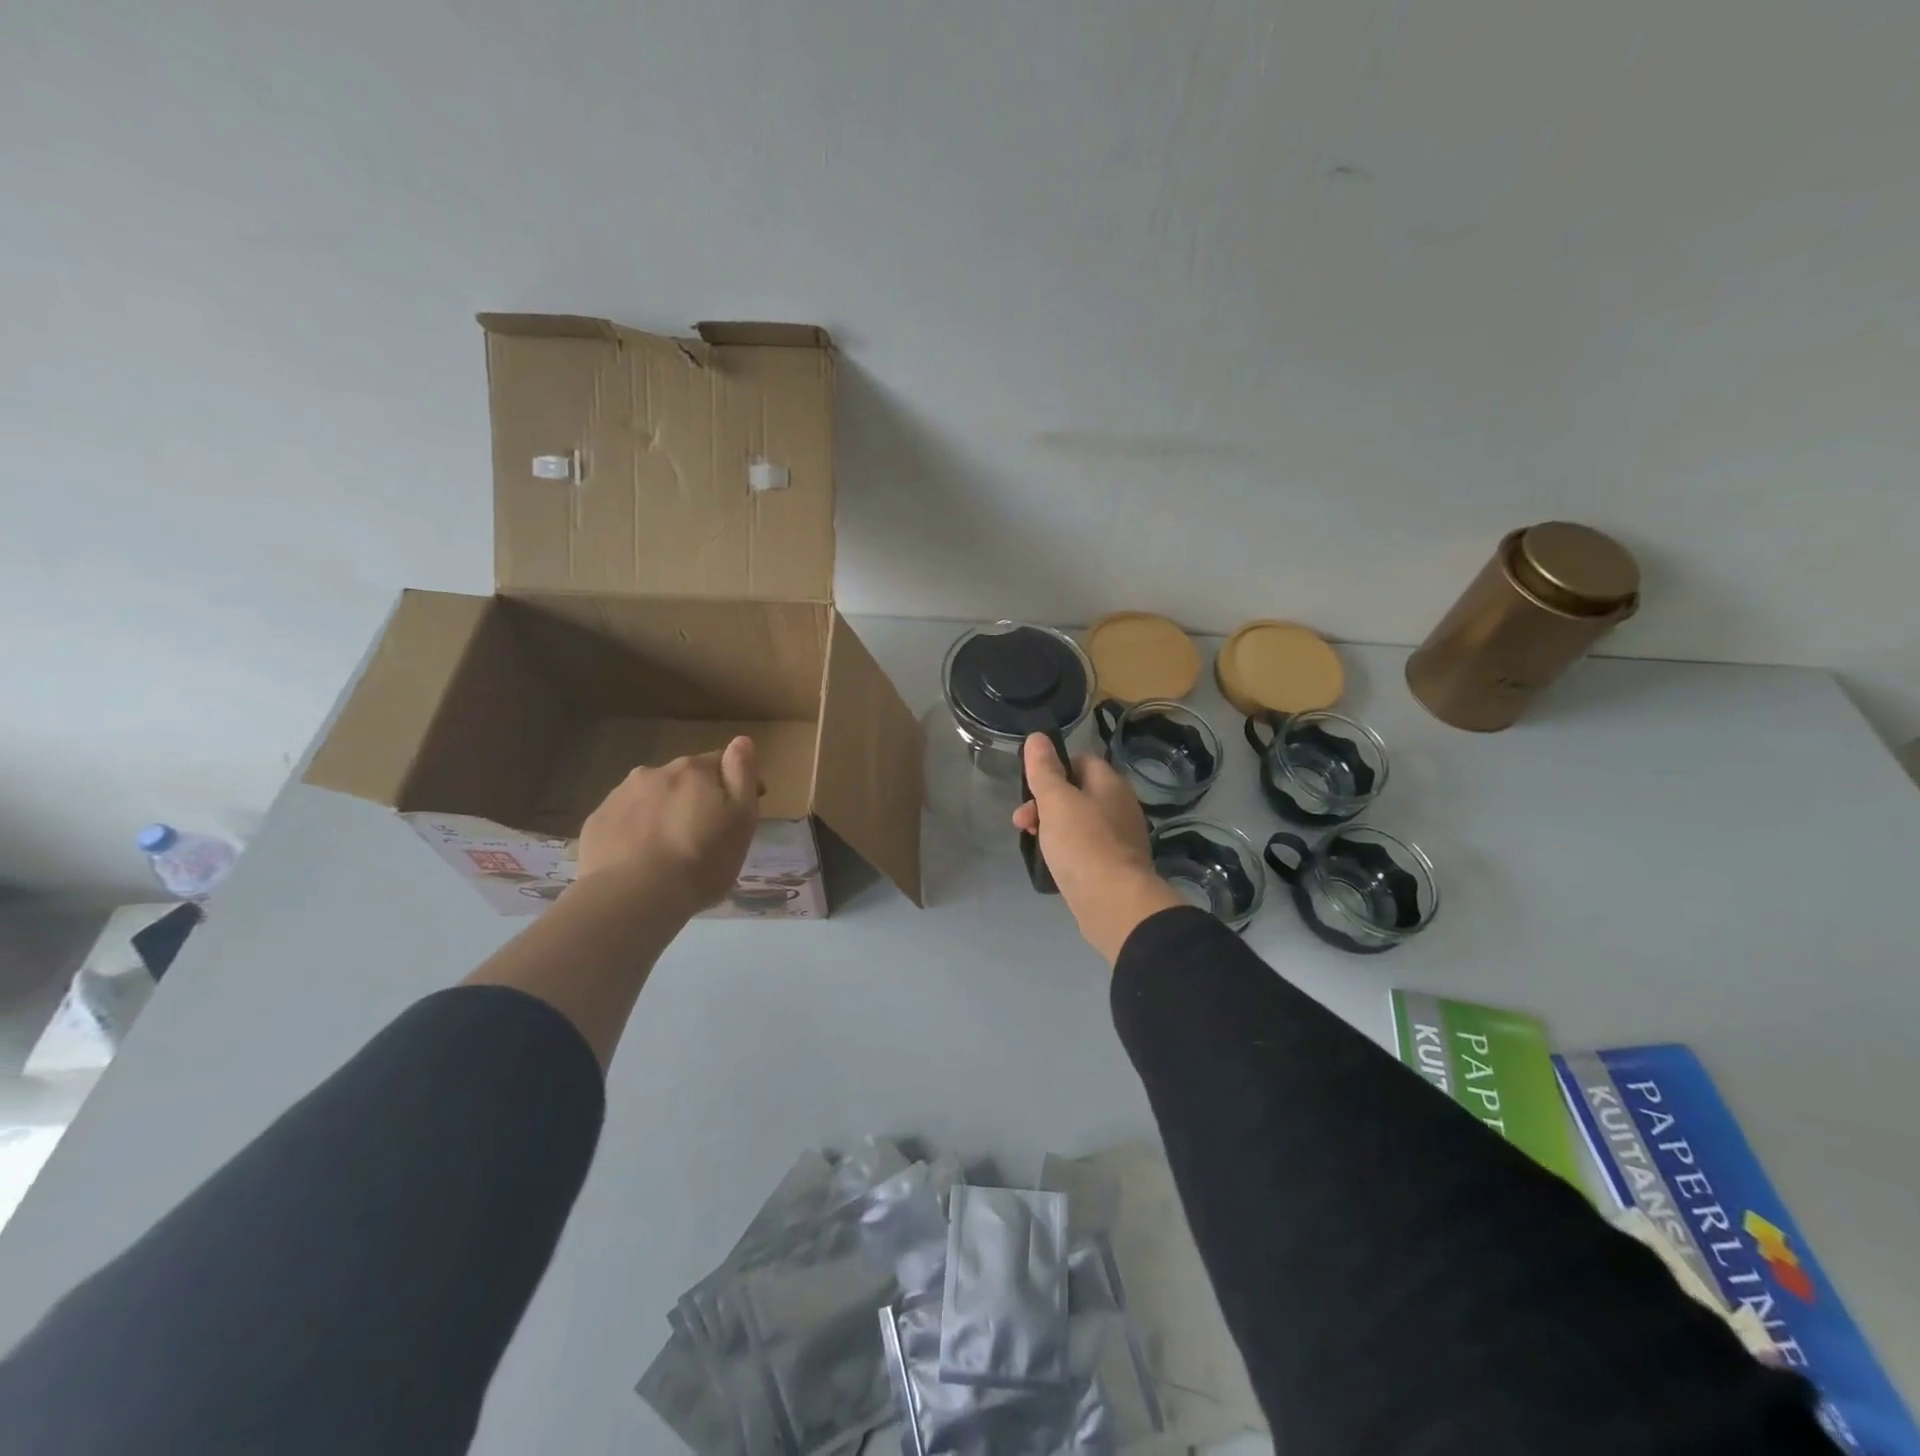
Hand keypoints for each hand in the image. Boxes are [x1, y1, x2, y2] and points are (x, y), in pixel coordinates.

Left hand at [575, 737, 760, 910]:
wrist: (633, 897)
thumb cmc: (702, 859)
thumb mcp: (742, 818)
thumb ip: (742, 775)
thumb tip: (741, 741)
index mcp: (694, 770)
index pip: (722, 762)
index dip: (736, 783)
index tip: (742, 812)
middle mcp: (655, 772)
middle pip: (684, 779)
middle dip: (695, 798)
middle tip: (704, 835)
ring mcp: (620, 796)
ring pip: (652, 797)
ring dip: (664, 812)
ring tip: (670, 850)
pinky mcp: (596, 823)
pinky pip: (625, 820)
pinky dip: (636, 831)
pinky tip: (641, 859)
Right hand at [1012, 733, 1183, 963]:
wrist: (1114, 903)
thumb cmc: (1083, 843)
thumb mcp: (1056, 801)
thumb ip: (1044, 769)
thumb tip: (1038, 737)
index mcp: (1110, 785)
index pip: (1081, 761)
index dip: (1054, 768)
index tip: (1031, 787)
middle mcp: (1120, 807)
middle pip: (1077, 793)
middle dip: (1044, 804)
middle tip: (1021, 822)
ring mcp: (1120, 839)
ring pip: (1079, 823)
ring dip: (1052, 828)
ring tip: (1031, 844)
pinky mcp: (1114, 867)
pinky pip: (1085, 849)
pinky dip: (1066, 851)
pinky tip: (1051, 864)